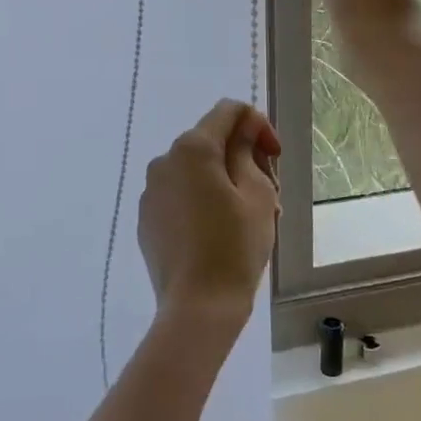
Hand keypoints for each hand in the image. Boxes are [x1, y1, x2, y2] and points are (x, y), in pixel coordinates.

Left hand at [138, 100, 279, 329]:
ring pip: (194, 170)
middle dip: (242, 157)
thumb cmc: (235, 247)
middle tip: (269, 192)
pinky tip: (218, 232)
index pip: (228, 111)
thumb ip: (248, 152)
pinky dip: (200, 200)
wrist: (197, 309)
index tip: (274, 157)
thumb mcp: (258, 194)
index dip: (258, 125)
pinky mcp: (146, 219)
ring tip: (247, 217)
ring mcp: (150, 191)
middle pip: (210, 141)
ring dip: (222, 180)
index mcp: (192, 148)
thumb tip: (243, 132)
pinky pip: (178, 195)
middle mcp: (164, 161)